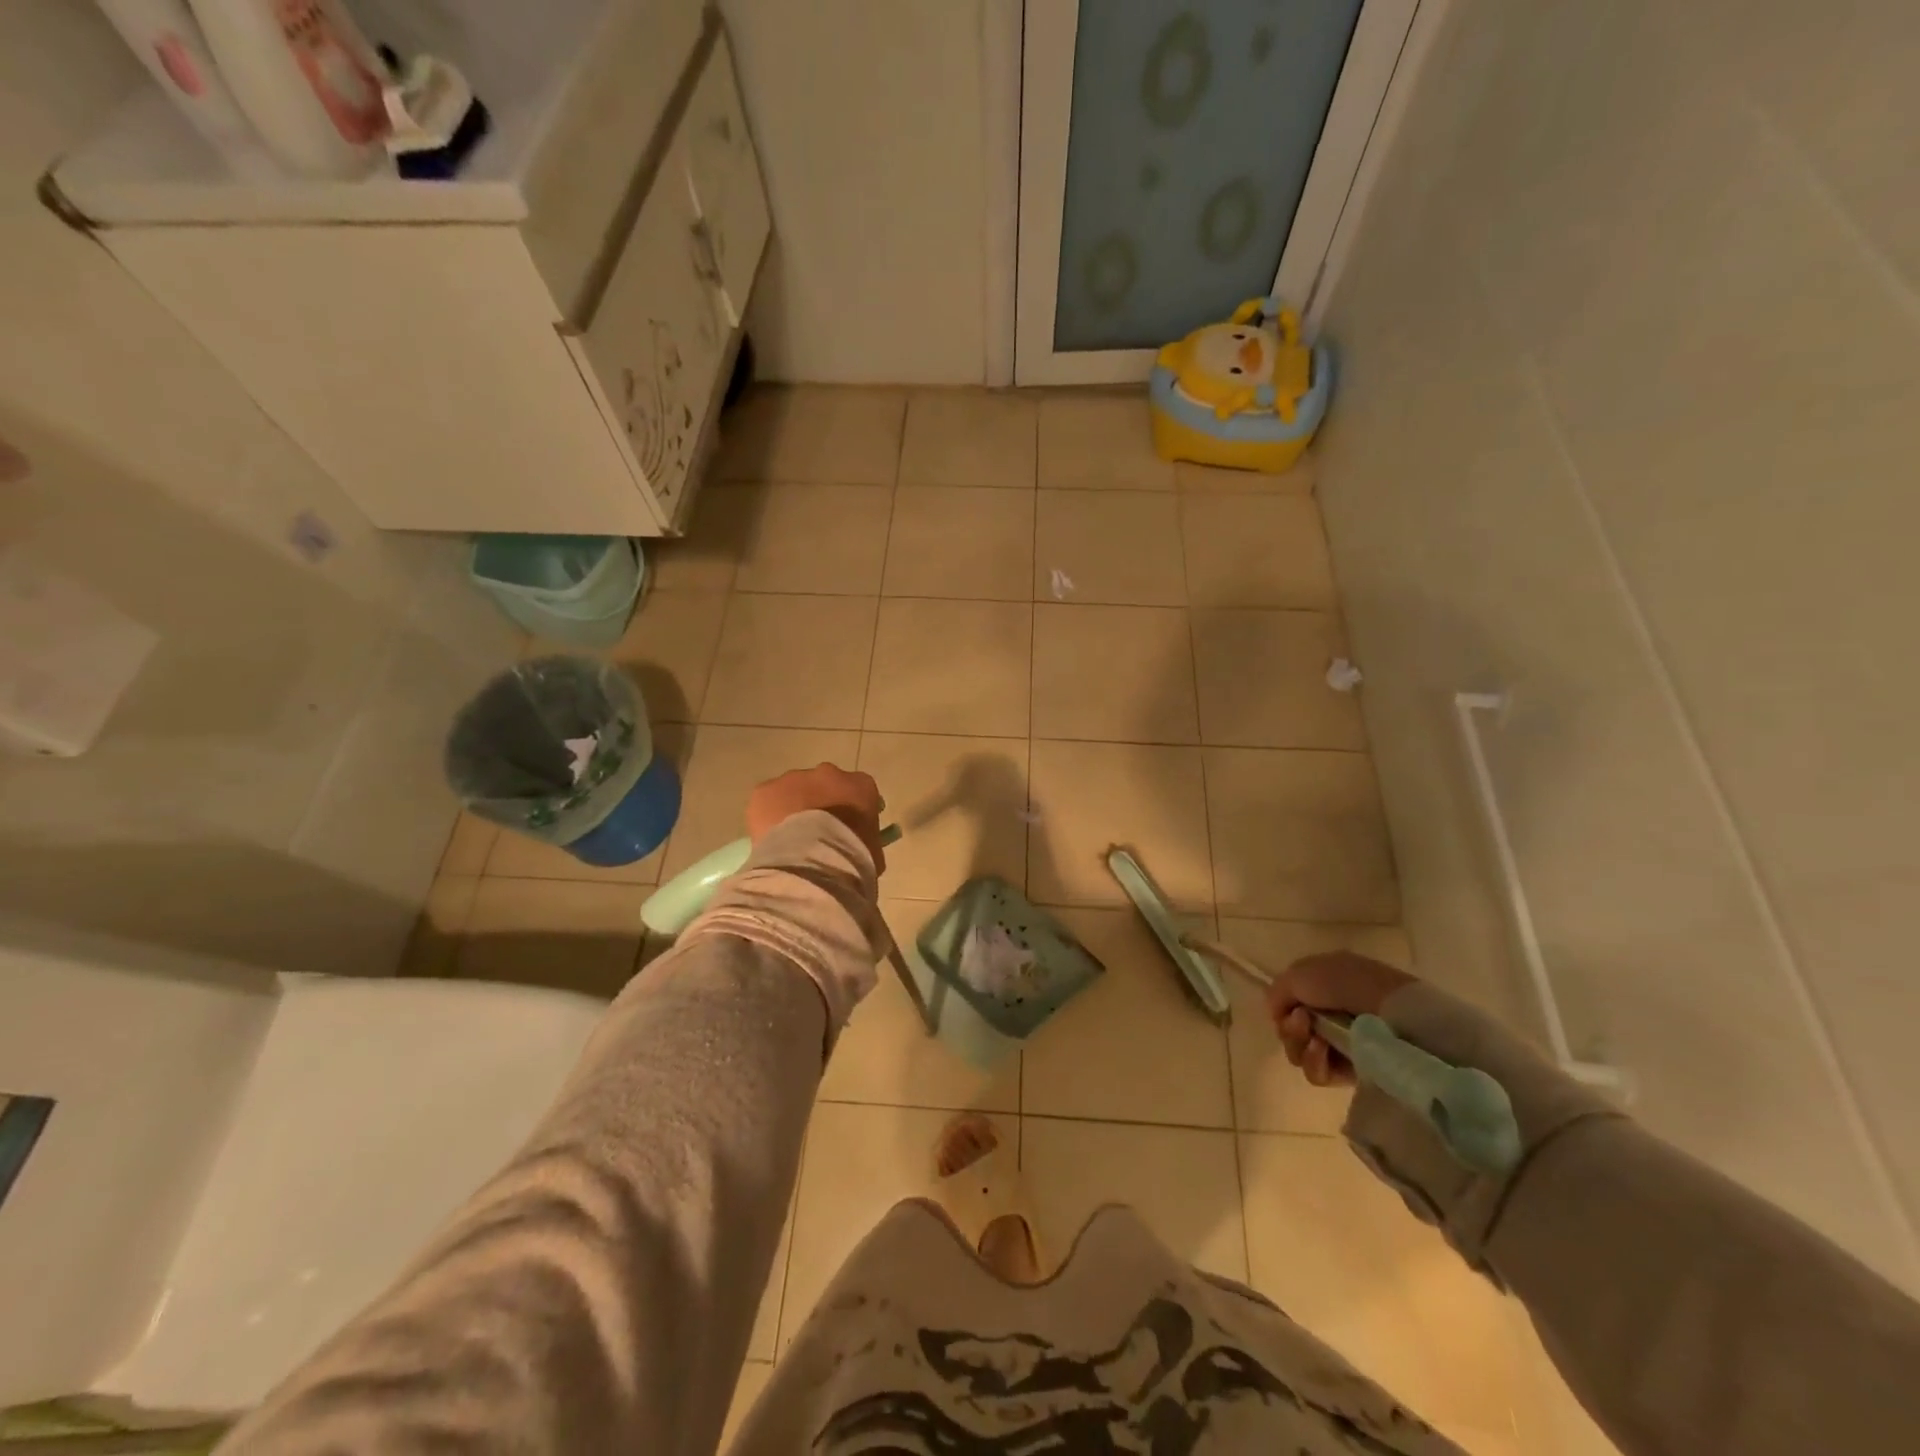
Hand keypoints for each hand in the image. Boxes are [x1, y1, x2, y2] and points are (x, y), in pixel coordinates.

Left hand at [747, 763, 886, 871]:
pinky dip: (767, 816)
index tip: (846, 829)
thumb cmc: (851, 859)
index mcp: (861, 786)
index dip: (850, 810)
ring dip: (792, 808)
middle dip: (820, 804)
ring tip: (789, 841)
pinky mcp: (765, 790)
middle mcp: (828, 773)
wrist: (812, 863)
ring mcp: (794, 778)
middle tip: (815, 834)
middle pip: (823, 785)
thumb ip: (865, 840)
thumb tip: (855, 847)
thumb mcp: (871, 853)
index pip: (859, 791)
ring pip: (792, 790)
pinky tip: (771, 839)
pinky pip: (767, 800)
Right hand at [1267, 952, 1414, 1086]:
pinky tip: (1323, 1051)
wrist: (1391, 1011)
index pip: (1289, 1004)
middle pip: (1292, 1030)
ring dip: (1299, 1045)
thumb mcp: (1300, 973)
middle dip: (1290, 1028)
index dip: (1282, 1008)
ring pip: (1301, 1052)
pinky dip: (1314, 1063)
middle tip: (1301, 1022)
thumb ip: (1277, 992)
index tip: (1286, 1008)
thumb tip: (1275, 1015)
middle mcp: (1331, 1014)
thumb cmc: (1345, 983)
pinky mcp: (1353, 1072)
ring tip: (1315, 1039)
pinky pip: (1319, 1073)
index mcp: (1323, 986)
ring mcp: (1343, 1044)